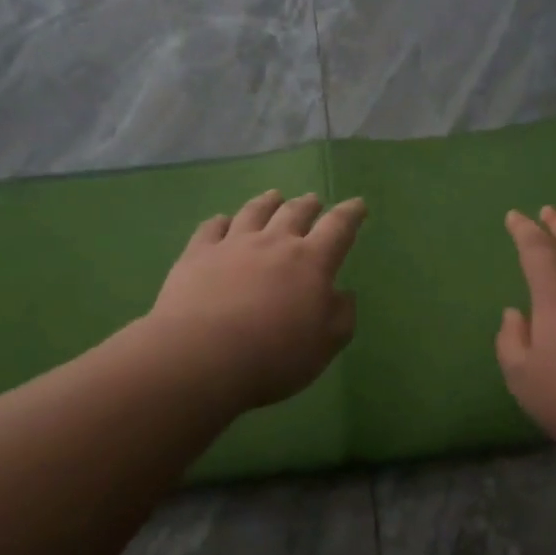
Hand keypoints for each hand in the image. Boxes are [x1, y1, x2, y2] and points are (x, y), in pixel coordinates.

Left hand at [148, 190, 365, 409]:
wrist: (202, 357)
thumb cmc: (274, 356)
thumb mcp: (325, 345)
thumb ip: (341, 316)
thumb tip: (342, 294)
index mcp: (311, 262)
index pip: (338, 228)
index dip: (350, 214)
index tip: (358, 205)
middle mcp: (274, 243)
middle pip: (295, 212)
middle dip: (309, 205)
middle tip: (314, 201)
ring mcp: (232, 245)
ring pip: (254, 212)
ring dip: (268, 202)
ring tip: (274, 197)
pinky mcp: (197, 255)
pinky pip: (211, 227)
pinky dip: (222, 221)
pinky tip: (223, 222)